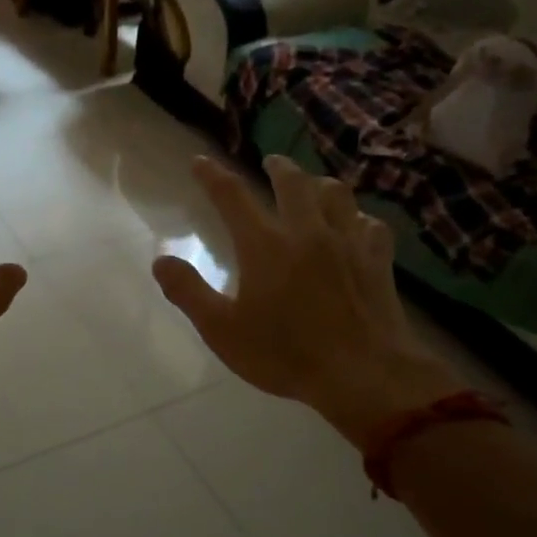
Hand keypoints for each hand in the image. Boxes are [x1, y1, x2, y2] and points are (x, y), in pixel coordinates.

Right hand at [153, 155, 460, 448]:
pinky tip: (356, 226)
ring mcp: (347, 243)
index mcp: (265, 246)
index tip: (200, 162)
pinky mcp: (377, 260)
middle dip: (278, 168)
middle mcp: (307, 232)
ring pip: (337, 194)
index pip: (232, 197)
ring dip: (320, 184)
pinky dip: (358, 218)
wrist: (362, 374)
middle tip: (270, 163)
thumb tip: (160, 261)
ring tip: (313, 186)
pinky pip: (370, 225)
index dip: (212, 176)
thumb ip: (188, 292)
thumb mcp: (222, 331)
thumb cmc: (284, 354)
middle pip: (293, 182)